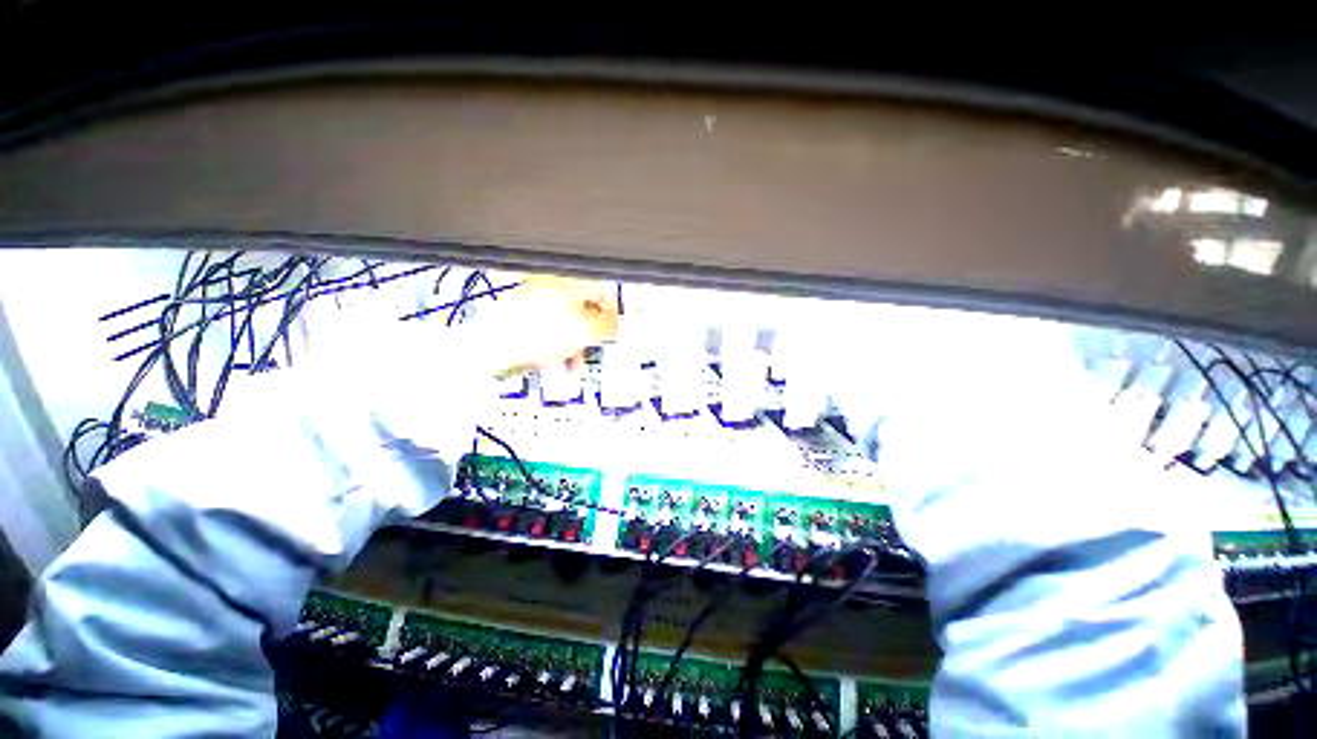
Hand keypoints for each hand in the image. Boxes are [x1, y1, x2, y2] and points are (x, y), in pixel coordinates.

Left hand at [466, 275, 620, 376]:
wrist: (490, 347)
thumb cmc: (537, 335)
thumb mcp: (584, 332)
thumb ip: (607, 327)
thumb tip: (619, 325)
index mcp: (569, 284)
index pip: (603, 293)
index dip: (613, 315)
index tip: (614, 333)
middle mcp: (553, 286)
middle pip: (586, 309)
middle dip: (591, 333)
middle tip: (592, 349)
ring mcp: (536, 299)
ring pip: (568, 321)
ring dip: (575, 343)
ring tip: (573, 363)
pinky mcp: (523, 315)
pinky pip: (550, 327)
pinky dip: (557, 343)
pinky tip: (556, 360)